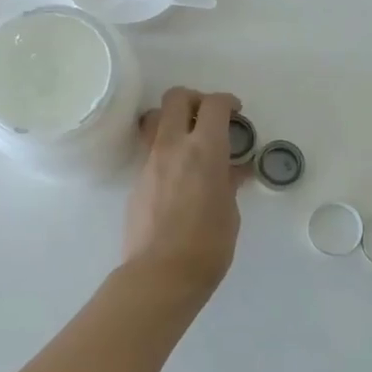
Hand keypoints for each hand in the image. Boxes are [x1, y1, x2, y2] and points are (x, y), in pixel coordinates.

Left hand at [123, 87, 245, 299]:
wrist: (161, 274)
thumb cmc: (208, 246)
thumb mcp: (230, 212)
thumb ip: (230, 182)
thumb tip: (234, 170)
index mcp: (204, 150)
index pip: (213, 105)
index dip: (227, 101)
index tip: (235, 112)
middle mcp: (173, 146)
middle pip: (176, 97)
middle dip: (194, 98)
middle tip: (208, 117)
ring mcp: (150, 161)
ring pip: (154, 118)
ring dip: (171, 118)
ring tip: (187, 139)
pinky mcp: (136, 180)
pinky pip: (149, 148)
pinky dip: (164, 147)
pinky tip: (177, 172)